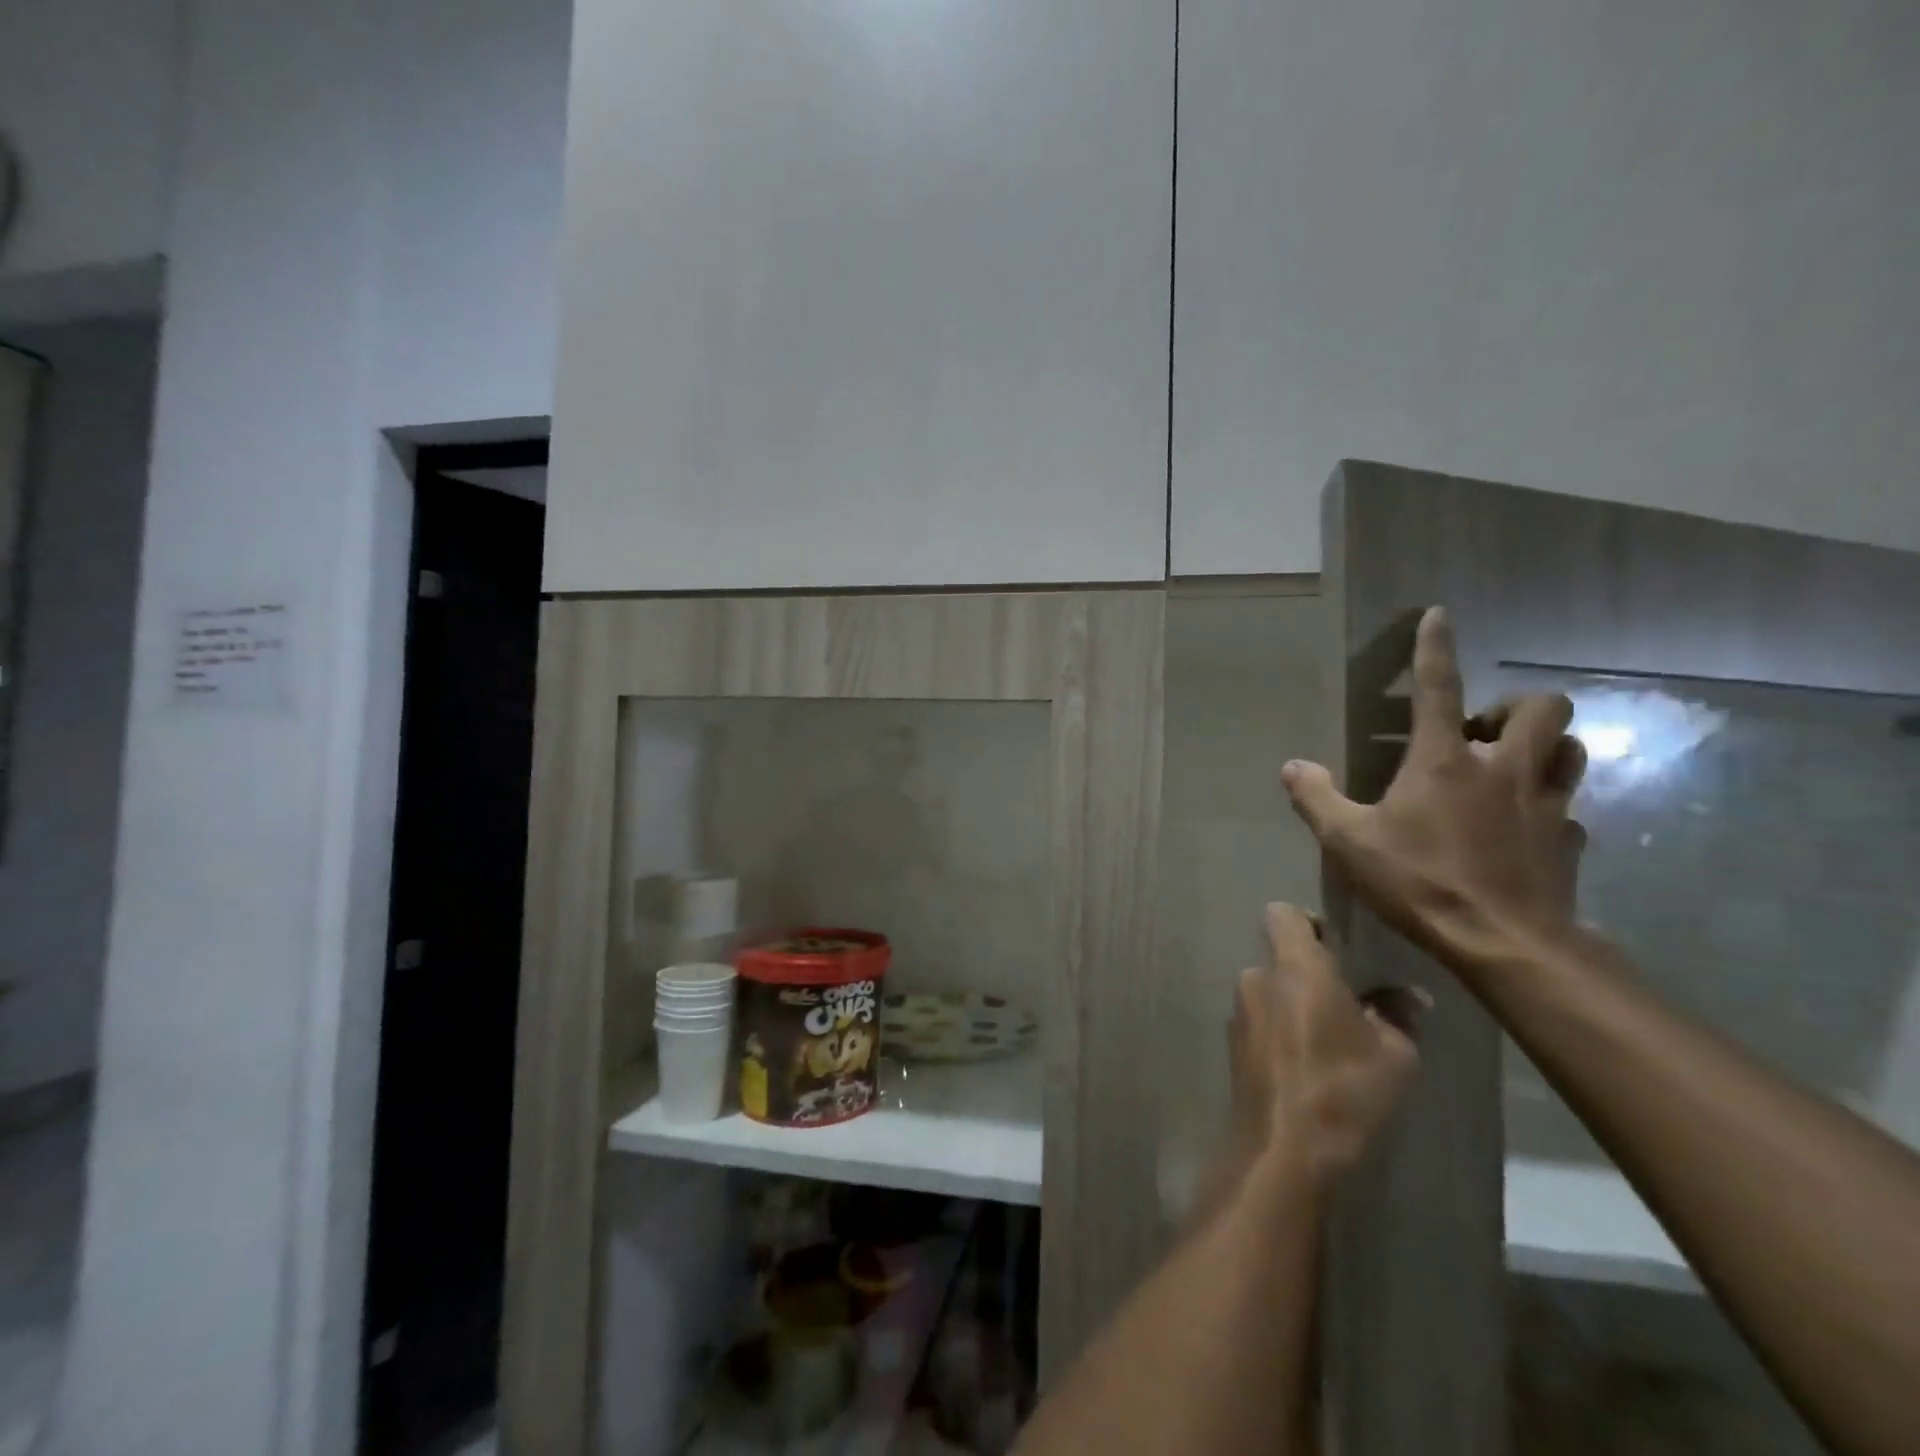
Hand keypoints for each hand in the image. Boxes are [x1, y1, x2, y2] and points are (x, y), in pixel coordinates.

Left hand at [1231, 904, 1422, 1182]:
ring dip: (1294, 1004)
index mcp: (1294, 966)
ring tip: (1333, 1040)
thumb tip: (1409, 995)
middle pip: (1279, 956)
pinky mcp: (1233, 1044)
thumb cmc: (1344, 1088)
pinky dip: (1281, 1030)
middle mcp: (1257, 978)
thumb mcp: (1394, 1053)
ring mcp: (1239, 1011)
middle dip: (1309, 973)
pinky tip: (1309, 1064)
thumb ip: (1398, 1013)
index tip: (1338, 948)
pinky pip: (1260, 1020)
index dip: (1308, 922)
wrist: (1285, 1147)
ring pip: (1270, 991)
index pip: (1282, 913)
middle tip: (1348, 1003)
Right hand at [1279, 607, 1586, 974]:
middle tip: (1482, 731)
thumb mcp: (1348, 841)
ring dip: (1545, 744)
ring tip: (1512, 765)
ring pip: (1571, 747)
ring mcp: (1546, 803)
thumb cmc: (1418, 881)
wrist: (1502, 943)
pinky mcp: (1570, 840)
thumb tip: (1291, 766)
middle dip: (1516, 706)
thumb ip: (1316, 798)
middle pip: (1542, 707)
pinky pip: (1570, 808)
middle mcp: (1503, 768)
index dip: (1436, 647)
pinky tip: (1527, 828)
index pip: (1440, 687)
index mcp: (1444, 761)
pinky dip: (1550, 806)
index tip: (1440, 615)